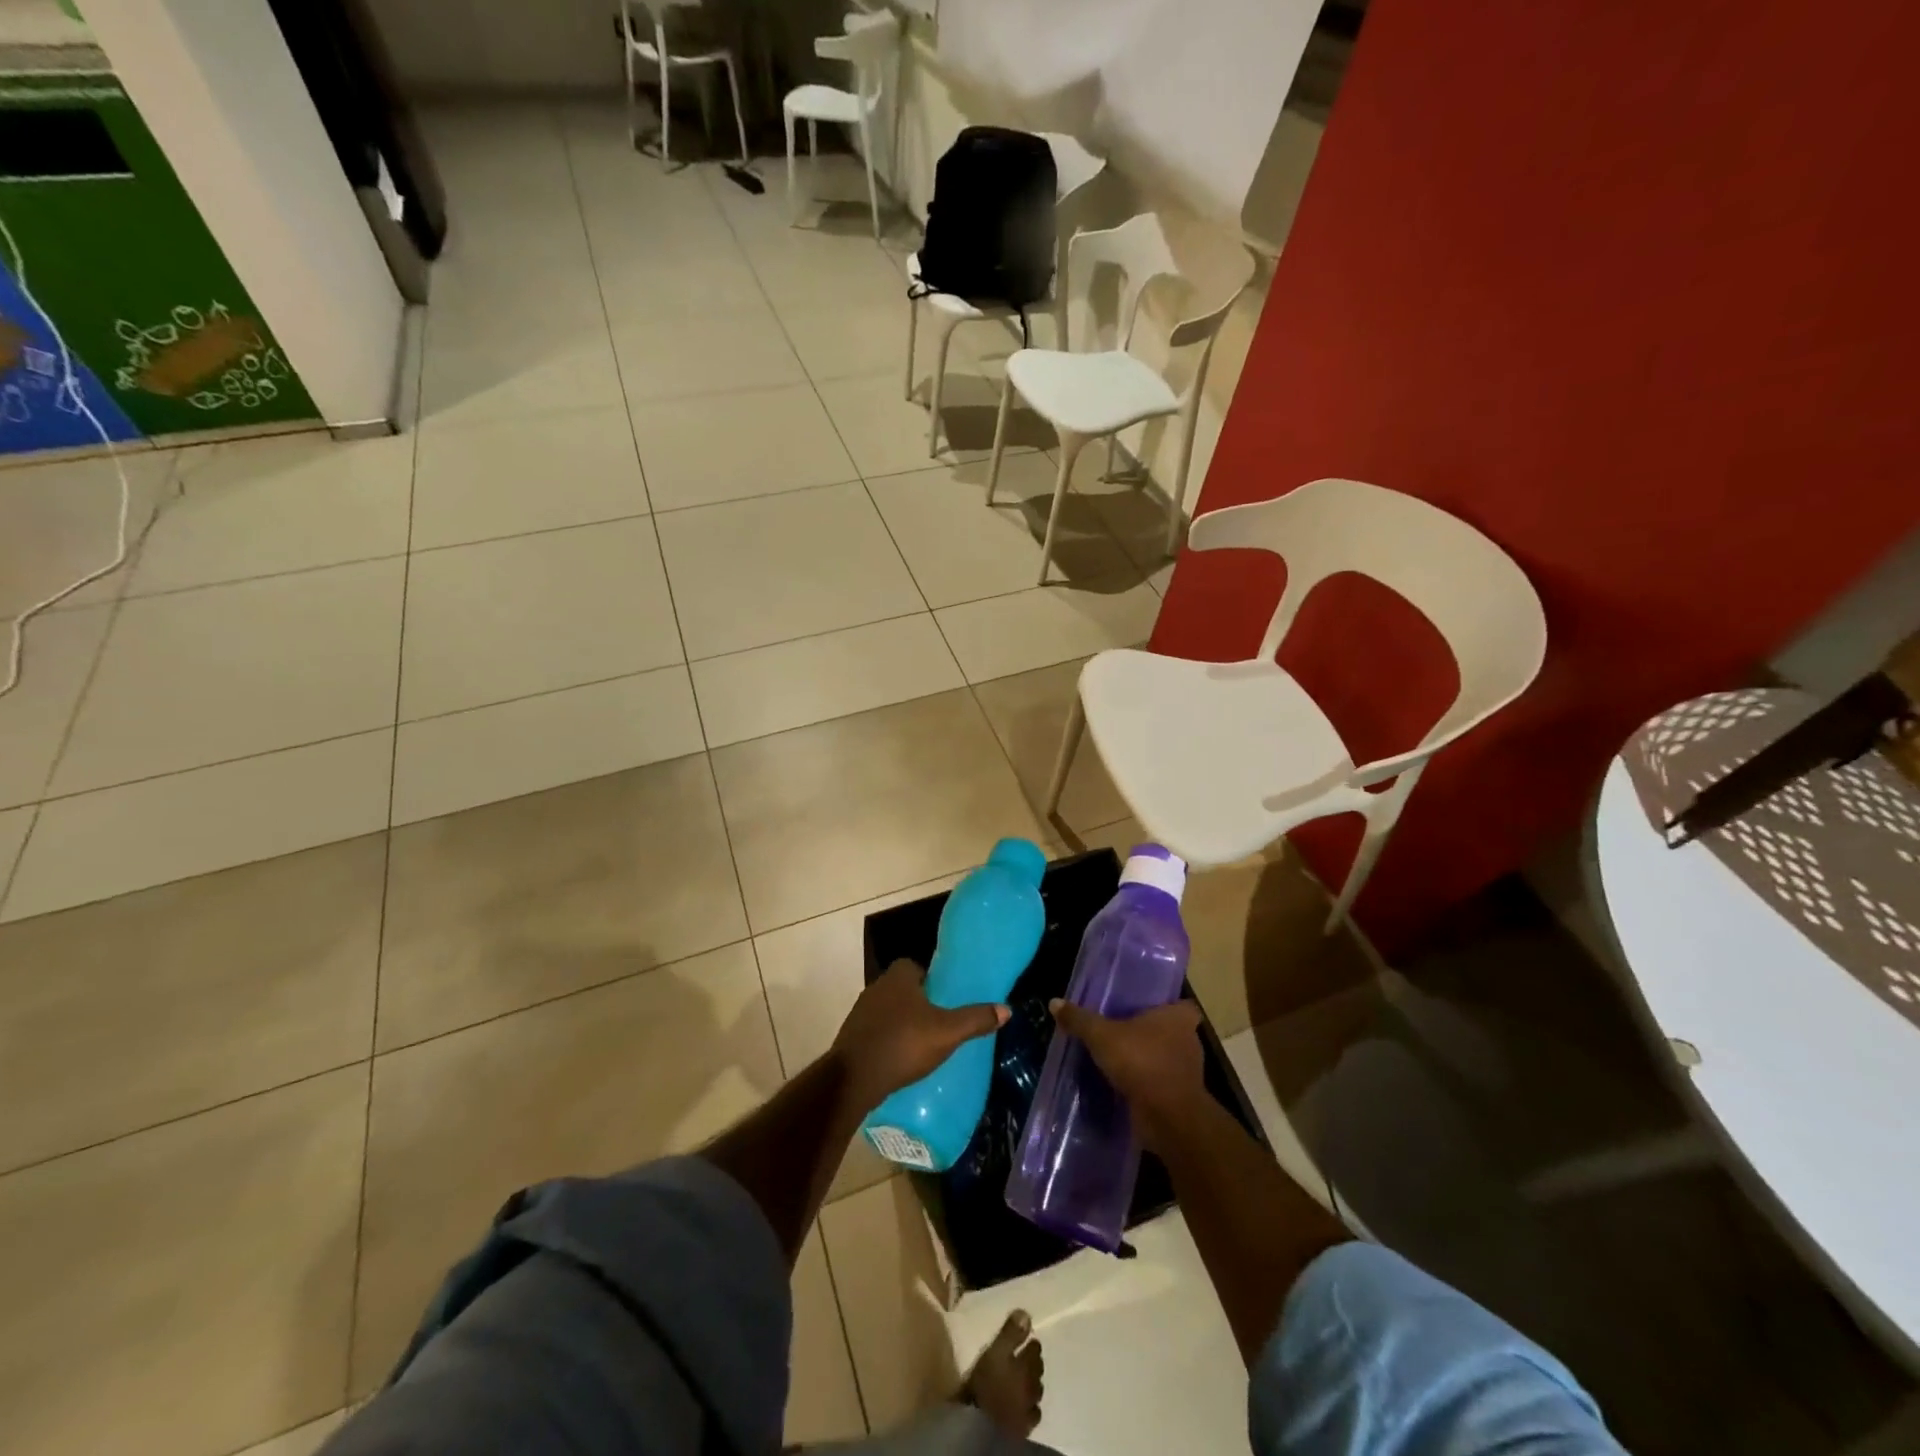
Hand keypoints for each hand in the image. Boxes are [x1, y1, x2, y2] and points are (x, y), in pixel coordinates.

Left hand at [834, 960, 1008, 1110]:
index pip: (915, 966)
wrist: (854, 1079)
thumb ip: (975, 1019)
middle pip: (902, 989)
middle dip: (918, 1003)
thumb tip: (1006, 1009)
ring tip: (923, 1043)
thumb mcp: (947, 1032)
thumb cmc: (903, 1044)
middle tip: (939, 1022)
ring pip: (888, 1011)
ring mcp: (860, 1014)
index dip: (930, 979)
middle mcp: (876, 988)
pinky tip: (902, 1060)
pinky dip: (888, 1041)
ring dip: (902, 1023)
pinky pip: (876, 1033)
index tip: (945, 997)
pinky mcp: (852, 1038)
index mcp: (897, 977)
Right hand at [1050, 998, 1207, 1151]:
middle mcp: (1189, 1041)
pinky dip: (1146, 1085)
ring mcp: (1188, 1072)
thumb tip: (1055, 1002)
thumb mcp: (1102, 1036)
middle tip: (1122, 1031)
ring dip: (1147, 1061)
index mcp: (1178, 1018)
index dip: (1165, 1006)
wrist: (1168, 1118)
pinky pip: (1160, 1085)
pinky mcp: (1180, 1099)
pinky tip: (1123, 1086)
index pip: (1181, 1005)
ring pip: (1166, 1059)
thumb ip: (1080, 1020)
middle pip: (1170, 1031)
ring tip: (1118, 1059)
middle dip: (1150, 1033)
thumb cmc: (1142, 1062)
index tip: (1145, 1008)